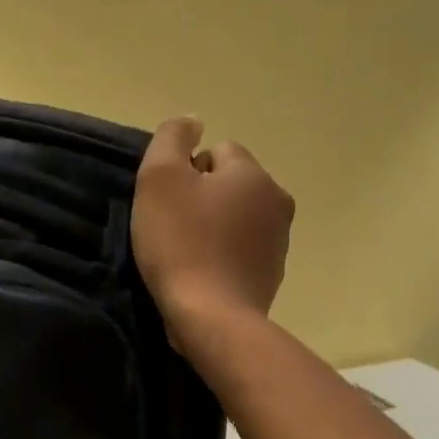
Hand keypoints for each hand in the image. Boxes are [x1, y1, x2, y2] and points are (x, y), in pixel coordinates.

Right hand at [132, 116, 293, 354]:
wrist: (212, 317)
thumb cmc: (181, 242)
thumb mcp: (160, 178)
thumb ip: (172, 138)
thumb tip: (192, 120)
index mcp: (253, 174)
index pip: (217, 151)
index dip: (185, 171)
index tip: (167, 201)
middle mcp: (276, 201)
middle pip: (229, 183)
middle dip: (201, 198)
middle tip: (171, 226)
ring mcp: (279, 242)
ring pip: (237, 217)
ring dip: (213, 226)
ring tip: (185, 252)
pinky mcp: (272, 275)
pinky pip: (241, 249)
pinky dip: (222, 255)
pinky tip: (201, 272)